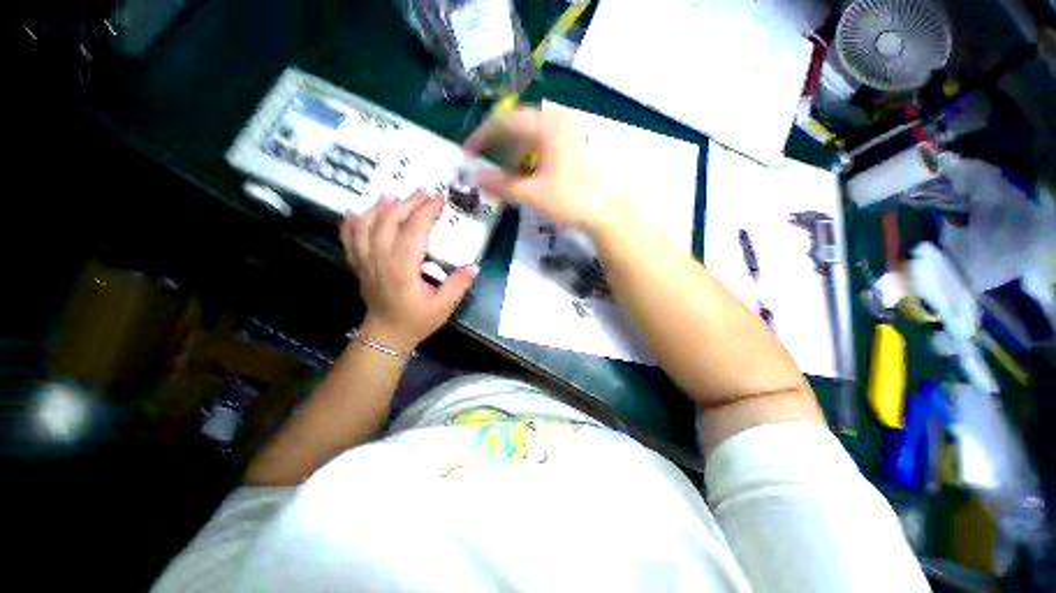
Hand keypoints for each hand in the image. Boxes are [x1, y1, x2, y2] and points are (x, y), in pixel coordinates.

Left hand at [340, 191, 478, 351]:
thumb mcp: (444, 306)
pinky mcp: (358, 265)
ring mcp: (365, 262)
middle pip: (389, 222)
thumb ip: (458, 284)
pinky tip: (355, 212)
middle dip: (408, 203)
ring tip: (395, 196)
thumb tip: (473, 265)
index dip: (426, 212)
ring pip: (366, 226)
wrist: (386, 335)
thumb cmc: (417, 321)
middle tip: (424, 193)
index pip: (413, 231)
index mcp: (402, 270)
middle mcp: (380, 261)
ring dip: (380, 207)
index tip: (439, 199)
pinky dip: (350, 224)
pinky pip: (349, 240)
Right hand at [464, 106, 626, 234]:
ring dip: (515, 151)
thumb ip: (501, 186)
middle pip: (519, 124)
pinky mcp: (575, 146)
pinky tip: (528, 173)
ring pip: (533, 134)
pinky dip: (530, 156)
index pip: (505, 122)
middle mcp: (559, 120)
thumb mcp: (532, 194)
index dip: (483, 136)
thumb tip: (474, 179)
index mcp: (547, 125)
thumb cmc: (570, 200)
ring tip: (506, 171)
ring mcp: (569, 132)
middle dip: (499, 143)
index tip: (468, 152)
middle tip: (486, 161)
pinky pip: (545, 144)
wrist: (607, 212)